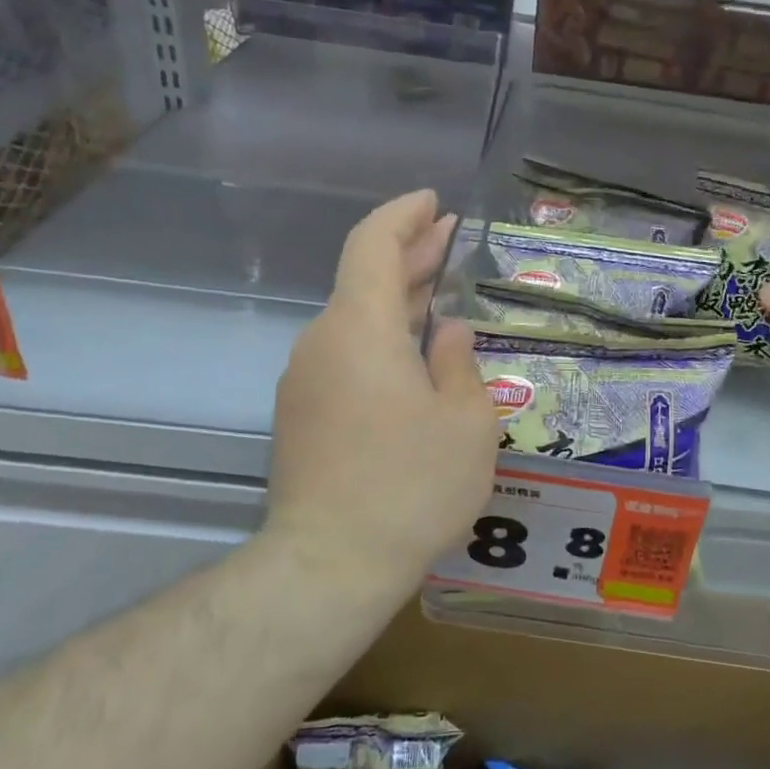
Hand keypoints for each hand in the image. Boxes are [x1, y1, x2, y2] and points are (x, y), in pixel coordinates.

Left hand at [269, 191, 498, 575]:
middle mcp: (323, 342)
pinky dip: (382, 337)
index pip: (372, 244)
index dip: (403, 215)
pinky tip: (414, 353)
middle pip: (363, 278)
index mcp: (361, 329)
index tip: (434, 203)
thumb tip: (447, 333)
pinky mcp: (303, 414)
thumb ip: (459, 363)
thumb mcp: (466, 422)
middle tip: (449, 235)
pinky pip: (347, 354)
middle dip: (408, 253)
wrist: (329, 565)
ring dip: (397, 299)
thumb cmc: (411, 486)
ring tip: (439, 290)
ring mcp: (306, 380)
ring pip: (356, 320)